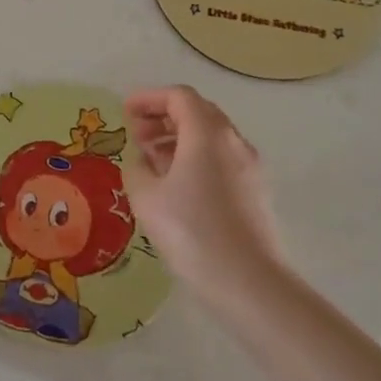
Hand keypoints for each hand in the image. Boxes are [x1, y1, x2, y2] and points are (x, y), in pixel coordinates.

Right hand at [121, 86, 285, 309]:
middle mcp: (233, 142)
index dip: (149, 98)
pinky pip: (220, 159)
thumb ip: (137, 167)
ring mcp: (249, 168)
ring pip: (210, 137)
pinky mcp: (255, 192)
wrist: (248, 283)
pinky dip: (195, 158)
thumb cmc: (191, 231)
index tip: (125, 112)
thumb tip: (144, 161)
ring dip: (178, 138)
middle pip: (198, 112)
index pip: (179, 96)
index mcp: (207, 134)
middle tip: (136, 134)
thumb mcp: (146, 196)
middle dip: (163, 116)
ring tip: (151, 160)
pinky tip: (176, 185)